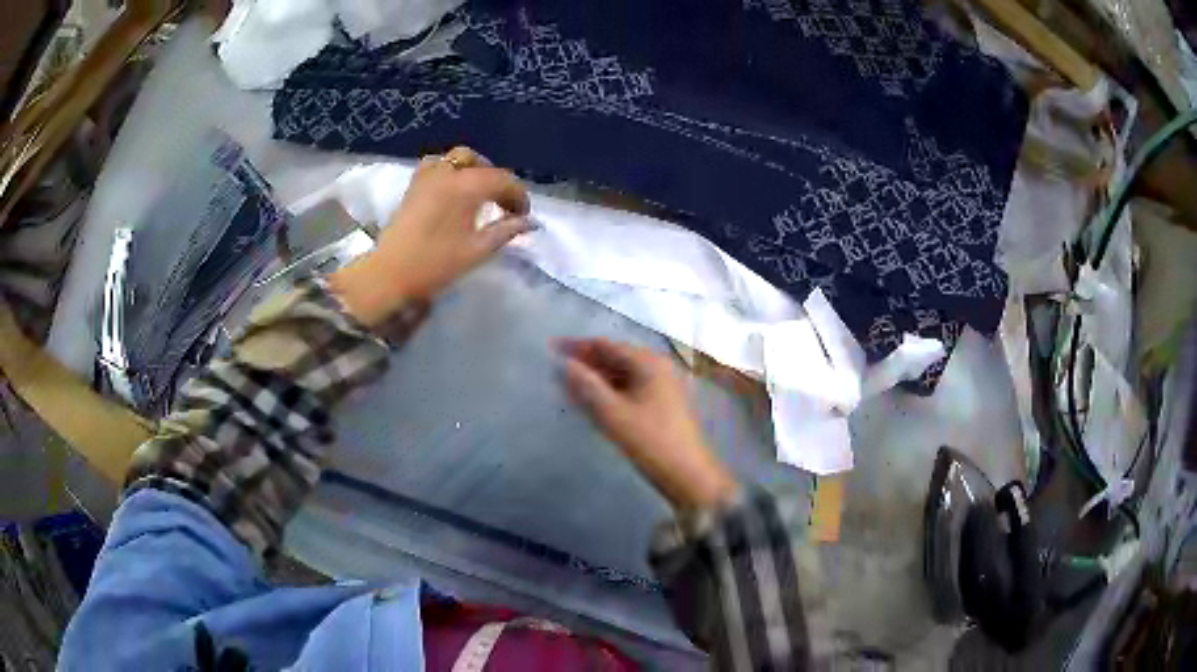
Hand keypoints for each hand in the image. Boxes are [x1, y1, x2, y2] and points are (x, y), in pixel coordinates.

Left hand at [330, 147, 531, 326]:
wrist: (390, 274)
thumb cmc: (435, 264)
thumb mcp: (477, 250)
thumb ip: (506, 231)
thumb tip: (529, 222)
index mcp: (466, 186)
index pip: (502, 180)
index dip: (518, 195)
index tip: (523, 217)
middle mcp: (448, 173)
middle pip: (481, 164)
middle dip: (497, 180)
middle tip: (504, 205)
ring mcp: (427, 176)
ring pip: (458, 158)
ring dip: (474, 170)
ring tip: (480, 193)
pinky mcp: (414, 185)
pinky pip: (436, 164)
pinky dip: (450, 169)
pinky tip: (452, 188)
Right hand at [558, 338, 738, 511]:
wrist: (688, 475)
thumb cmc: (650, 441)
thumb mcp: (613, 413)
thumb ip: (587, 385)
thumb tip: (565, 363)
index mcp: (649, 362)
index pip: (606, 345)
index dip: (577, 346)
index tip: (551, 348)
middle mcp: (658, 366)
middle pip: (615, 357)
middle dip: (586, 362)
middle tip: (556, 369)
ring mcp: (663, 384)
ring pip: (622, 374)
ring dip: (596, 378)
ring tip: (568, 385)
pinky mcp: (663, 403)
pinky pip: (631, 387)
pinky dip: (610, 390)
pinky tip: (592, 400)